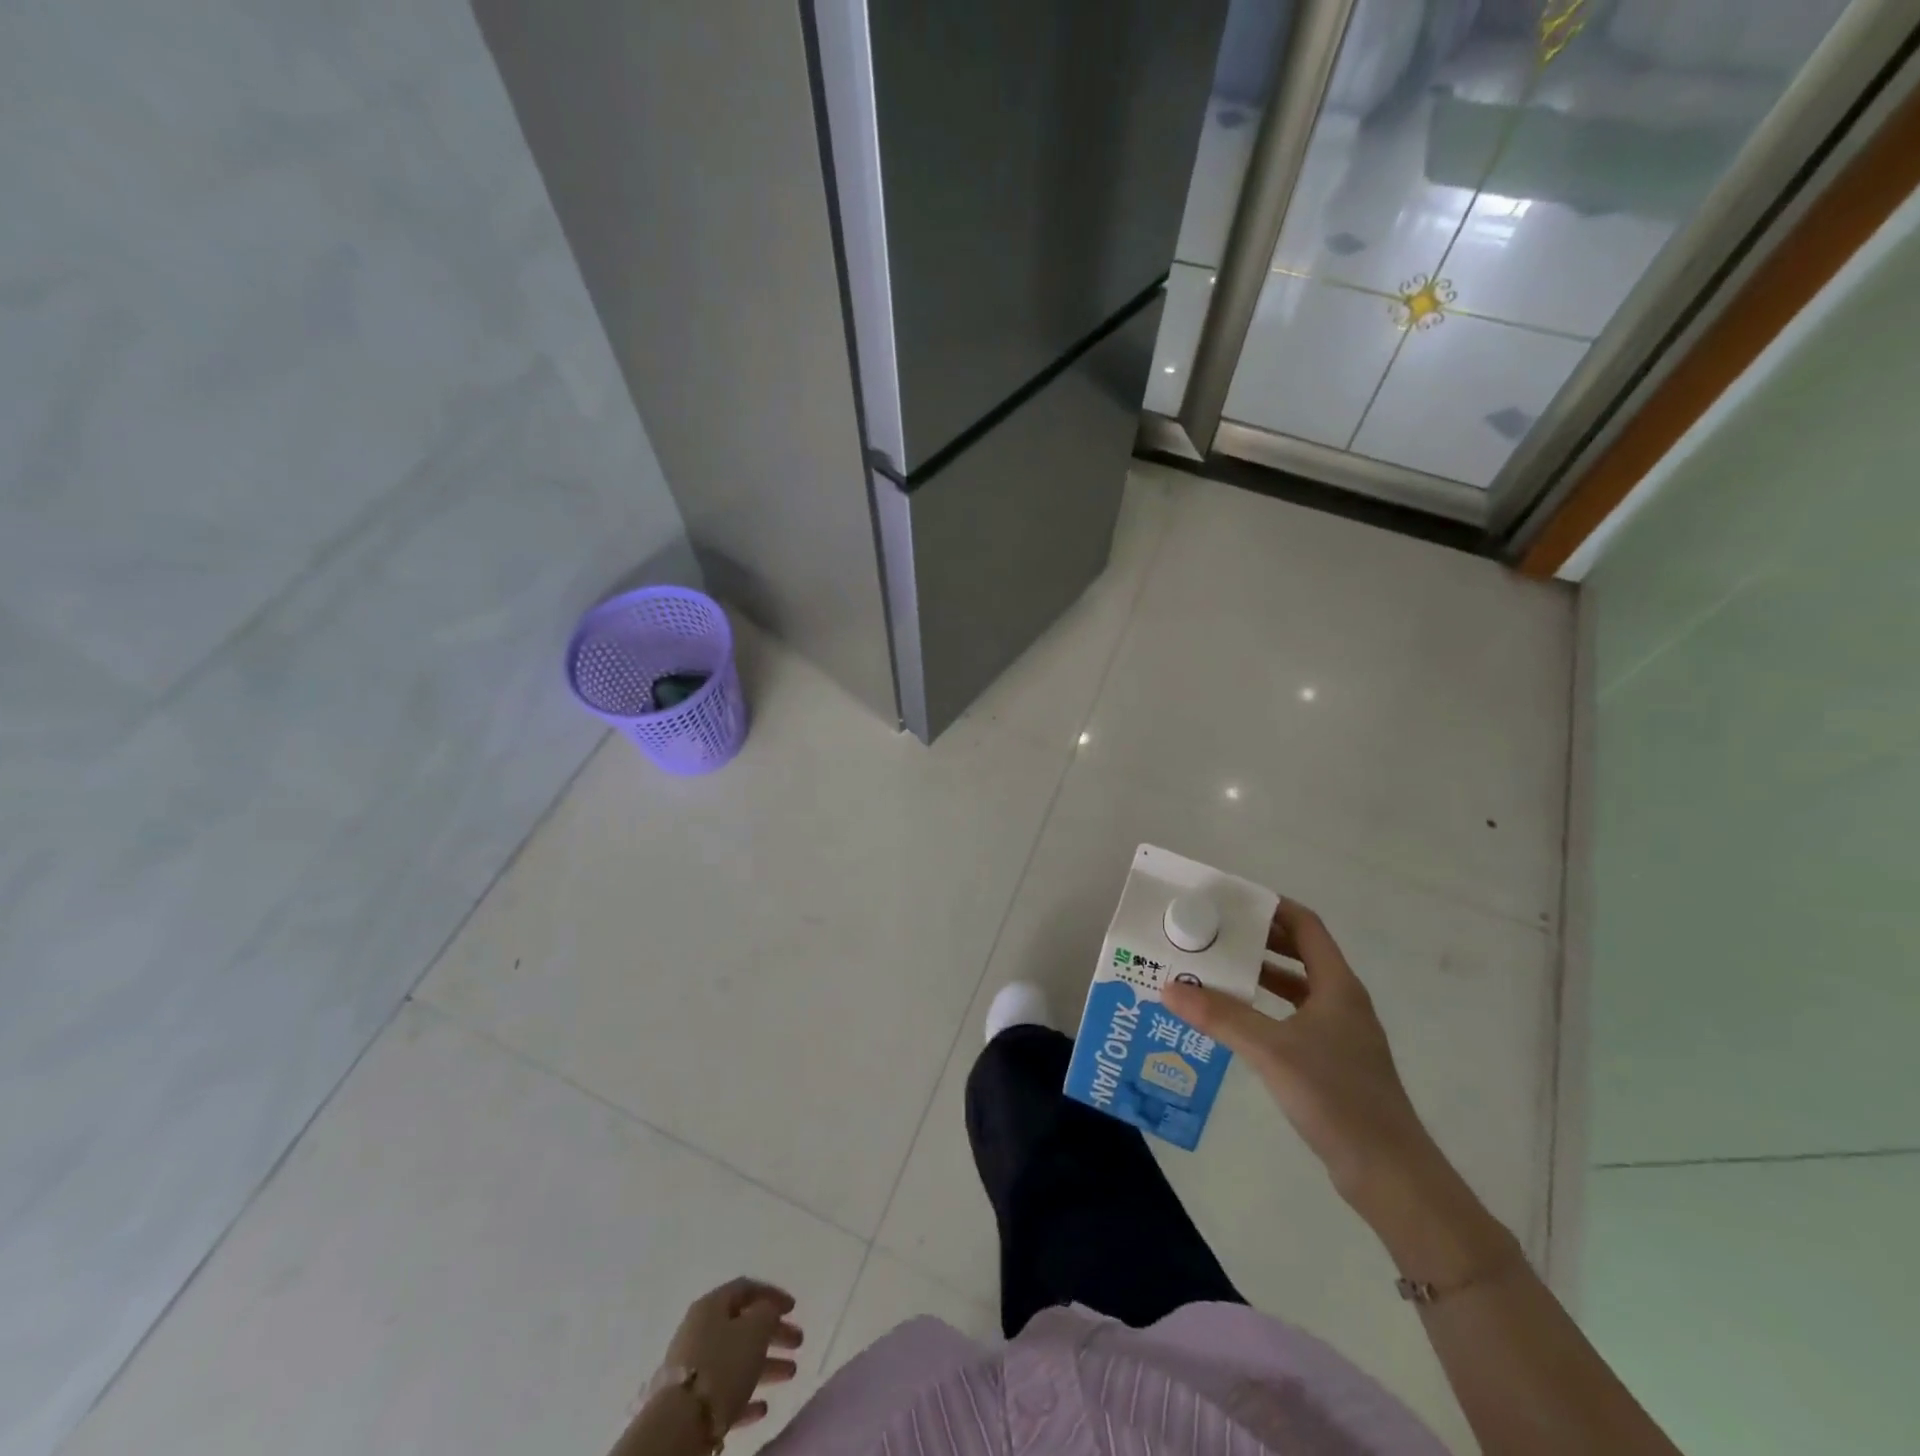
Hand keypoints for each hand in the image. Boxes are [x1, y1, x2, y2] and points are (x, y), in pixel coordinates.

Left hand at [659, 1278, 803, 1432]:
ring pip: (737, 1360)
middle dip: (774, 1333)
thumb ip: (767, 1313)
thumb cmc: (722, 1365)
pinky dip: (746, 1395)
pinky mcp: (692, 1403)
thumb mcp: (755, 1329)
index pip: (746, 1288)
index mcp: (711, 1306)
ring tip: (791, 1373)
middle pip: (743, 1326)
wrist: (680, 1425)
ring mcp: (694, 1368)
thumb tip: (767, 1311)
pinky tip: (763, 1407)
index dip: (772, 1294)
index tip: (794, 1308)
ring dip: (766, 1365)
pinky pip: (725, 1392)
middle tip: (798, 1342)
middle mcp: (700, 1331)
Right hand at [1162, 899, 1432, 1204]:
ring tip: (1214, 970)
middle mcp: (1341, 1002)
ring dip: (1259, 975)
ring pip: (1295, 988)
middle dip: (1257, 940)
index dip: (1272, 907)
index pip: (1306, 926)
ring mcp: (1340, 1034)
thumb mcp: (1271, 1051)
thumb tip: (1169, 987)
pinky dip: (1264, 1009)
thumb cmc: (1336, 1097)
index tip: (1231, 901)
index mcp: (1337, 986)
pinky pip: (1293, 1019)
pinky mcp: (1333, 1063)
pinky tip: (1235, 1021)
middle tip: (1212, 933)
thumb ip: (1221, 1017)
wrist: (1389, 1174)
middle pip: (1299, 953)